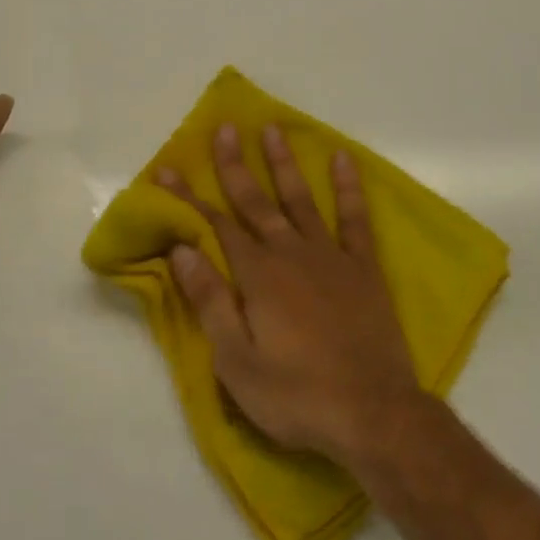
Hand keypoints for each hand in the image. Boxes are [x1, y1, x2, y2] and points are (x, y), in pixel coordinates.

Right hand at [155, 123, 424, 466]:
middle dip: (235, 165)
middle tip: (224, 128)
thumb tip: (182, 251)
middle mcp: (290, 252)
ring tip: (272, 129)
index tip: (167, 168)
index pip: (215, 226)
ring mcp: (330, 255)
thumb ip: (211, 301)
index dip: (189, 197)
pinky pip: (354, 217)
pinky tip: (343, 159)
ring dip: (283, 164)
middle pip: (255, 202)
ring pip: (300, 198)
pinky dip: (348, 187)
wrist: (372, 411)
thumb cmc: (297, 395)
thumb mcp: (237, 362)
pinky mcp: (363, 266)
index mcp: (257, 275)